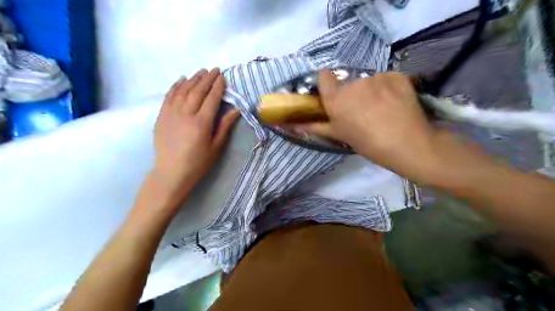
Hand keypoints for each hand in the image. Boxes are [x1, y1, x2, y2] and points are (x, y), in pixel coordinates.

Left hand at [151, 68, 240, 201]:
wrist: (171, 173)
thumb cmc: (198, 163)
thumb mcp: (216, 147)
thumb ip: (224, 126)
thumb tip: (236, 110)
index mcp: (201, 123)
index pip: (212, 99)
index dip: (218, 86)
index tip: (223, 77)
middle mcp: (186, 114)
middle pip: (197, 91)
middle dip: (207, 79)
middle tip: (214, 70)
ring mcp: (171, 113)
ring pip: (183, 90)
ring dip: (193, 79)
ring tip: (201, 71)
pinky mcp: (161, 116)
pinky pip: (169, 96)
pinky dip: (176, 86)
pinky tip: (182, 79)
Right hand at [297, 70, 457, 183]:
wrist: (407, 144)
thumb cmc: (368, 143)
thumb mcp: (339, 135)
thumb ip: (315, 127)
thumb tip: (293, 125)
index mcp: (337, 99)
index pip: (324, 76)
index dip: (327, 83)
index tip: (334, 94)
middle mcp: (353, 83)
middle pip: (347, 80)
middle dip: (351, 91)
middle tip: (362, 109)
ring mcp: (377, 77)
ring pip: (368, 79)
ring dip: (371, 89)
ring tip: (382, 107)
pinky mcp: (396, 75)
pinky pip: (387, 78)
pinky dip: (389, 87)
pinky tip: (395, 102)